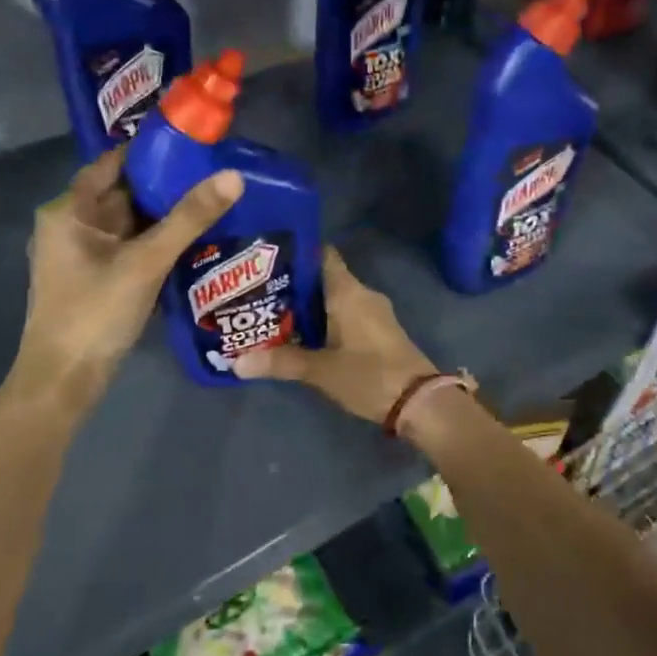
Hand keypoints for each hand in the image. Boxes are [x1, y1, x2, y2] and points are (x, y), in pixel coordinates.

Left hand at [6, 148, 242, 403]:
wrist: (64, 382)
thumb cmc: (95, 313)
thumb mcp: (146, 262)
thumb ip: (189, 218)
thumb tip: (233, 176)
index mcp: (68, 212)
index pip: (111, 165)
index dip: (149, 152)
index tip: (192, 144)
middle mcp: (71, 227)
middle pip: (123, 194)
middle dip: (165, 185)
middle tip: (214, 172)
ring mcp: (83, 256)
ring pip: (130, 224)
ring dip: (165, 216)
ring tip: (213, 200)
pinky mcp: (97, 279)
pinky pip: (132, 248)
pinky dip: (158, 242)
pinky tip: (195, 240)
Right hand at [231, 247, 434, 425]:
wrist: (420, 402)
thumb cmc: (369, 375)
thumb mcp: (321, 371)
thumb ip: (280, 362)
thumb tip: (235, 362)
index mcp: (348, 291)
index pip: (321, 254)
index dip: (295, 253)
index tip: (265, 259)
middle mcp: (362, 294)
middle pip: (323, 278)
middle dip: (293, 285)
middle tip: (257, 292)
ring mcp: (374, 313)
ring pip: (334, 299)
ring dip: (308, 306)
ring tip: (272, 314)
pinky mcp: (379, 332)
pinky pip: (346, 315)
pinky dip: (325, 320)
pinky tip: (302, 335)